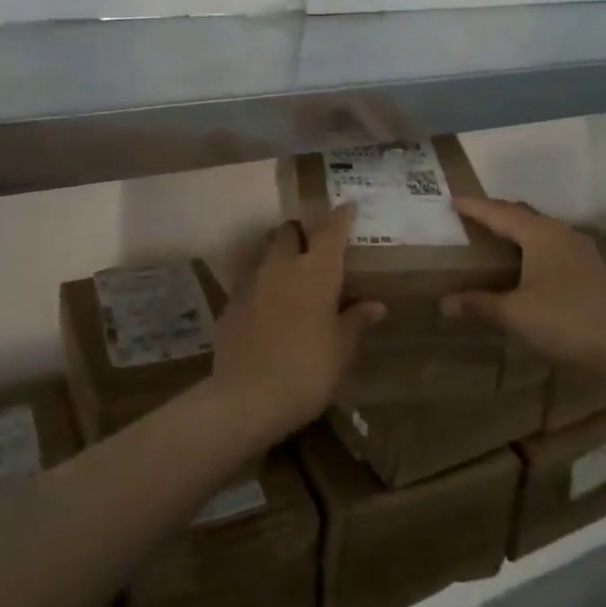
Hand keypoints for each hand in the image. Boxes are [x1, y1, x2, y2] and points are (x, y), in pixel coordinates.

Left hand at [212, 206, 384, 440]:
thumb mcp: (342, 349)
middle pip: (288, 231)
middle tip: (315, 248)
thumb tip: (375, 305)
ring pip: (266, 255)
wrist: (246, 398)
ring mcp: (251, 284)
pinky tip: (270, 312)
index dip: (341, 216)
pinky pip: (250, 284)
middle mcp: (281, 267)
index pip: (331, 230)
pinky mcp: (230, 306)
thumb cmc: (308, 370)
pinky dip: (263, 288)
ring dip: (280, 258)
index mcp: (315, 271)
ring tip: (293, 279)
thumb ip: (356, 321)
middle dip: (301, 232)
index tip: (349, 208)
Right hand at [441, 198, 605, 375]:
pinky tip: (529, 268)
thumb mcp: (515, 313)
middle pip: (523, 216)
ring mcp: (582, 252)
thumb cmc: (566, 320)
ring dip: (518, 233)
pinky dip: (533, 251)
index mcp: (540, 233)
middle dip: (497, 214)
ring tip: (497, 239)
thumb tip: (444, 303)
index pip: (499, 212)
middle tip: (472, 217)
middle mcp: (562, 234)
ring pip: (541, 232)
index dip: (474, 206)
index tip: (453, 199)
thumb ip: (480, 305)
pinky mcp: (593, 272)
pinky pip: (554, 249)